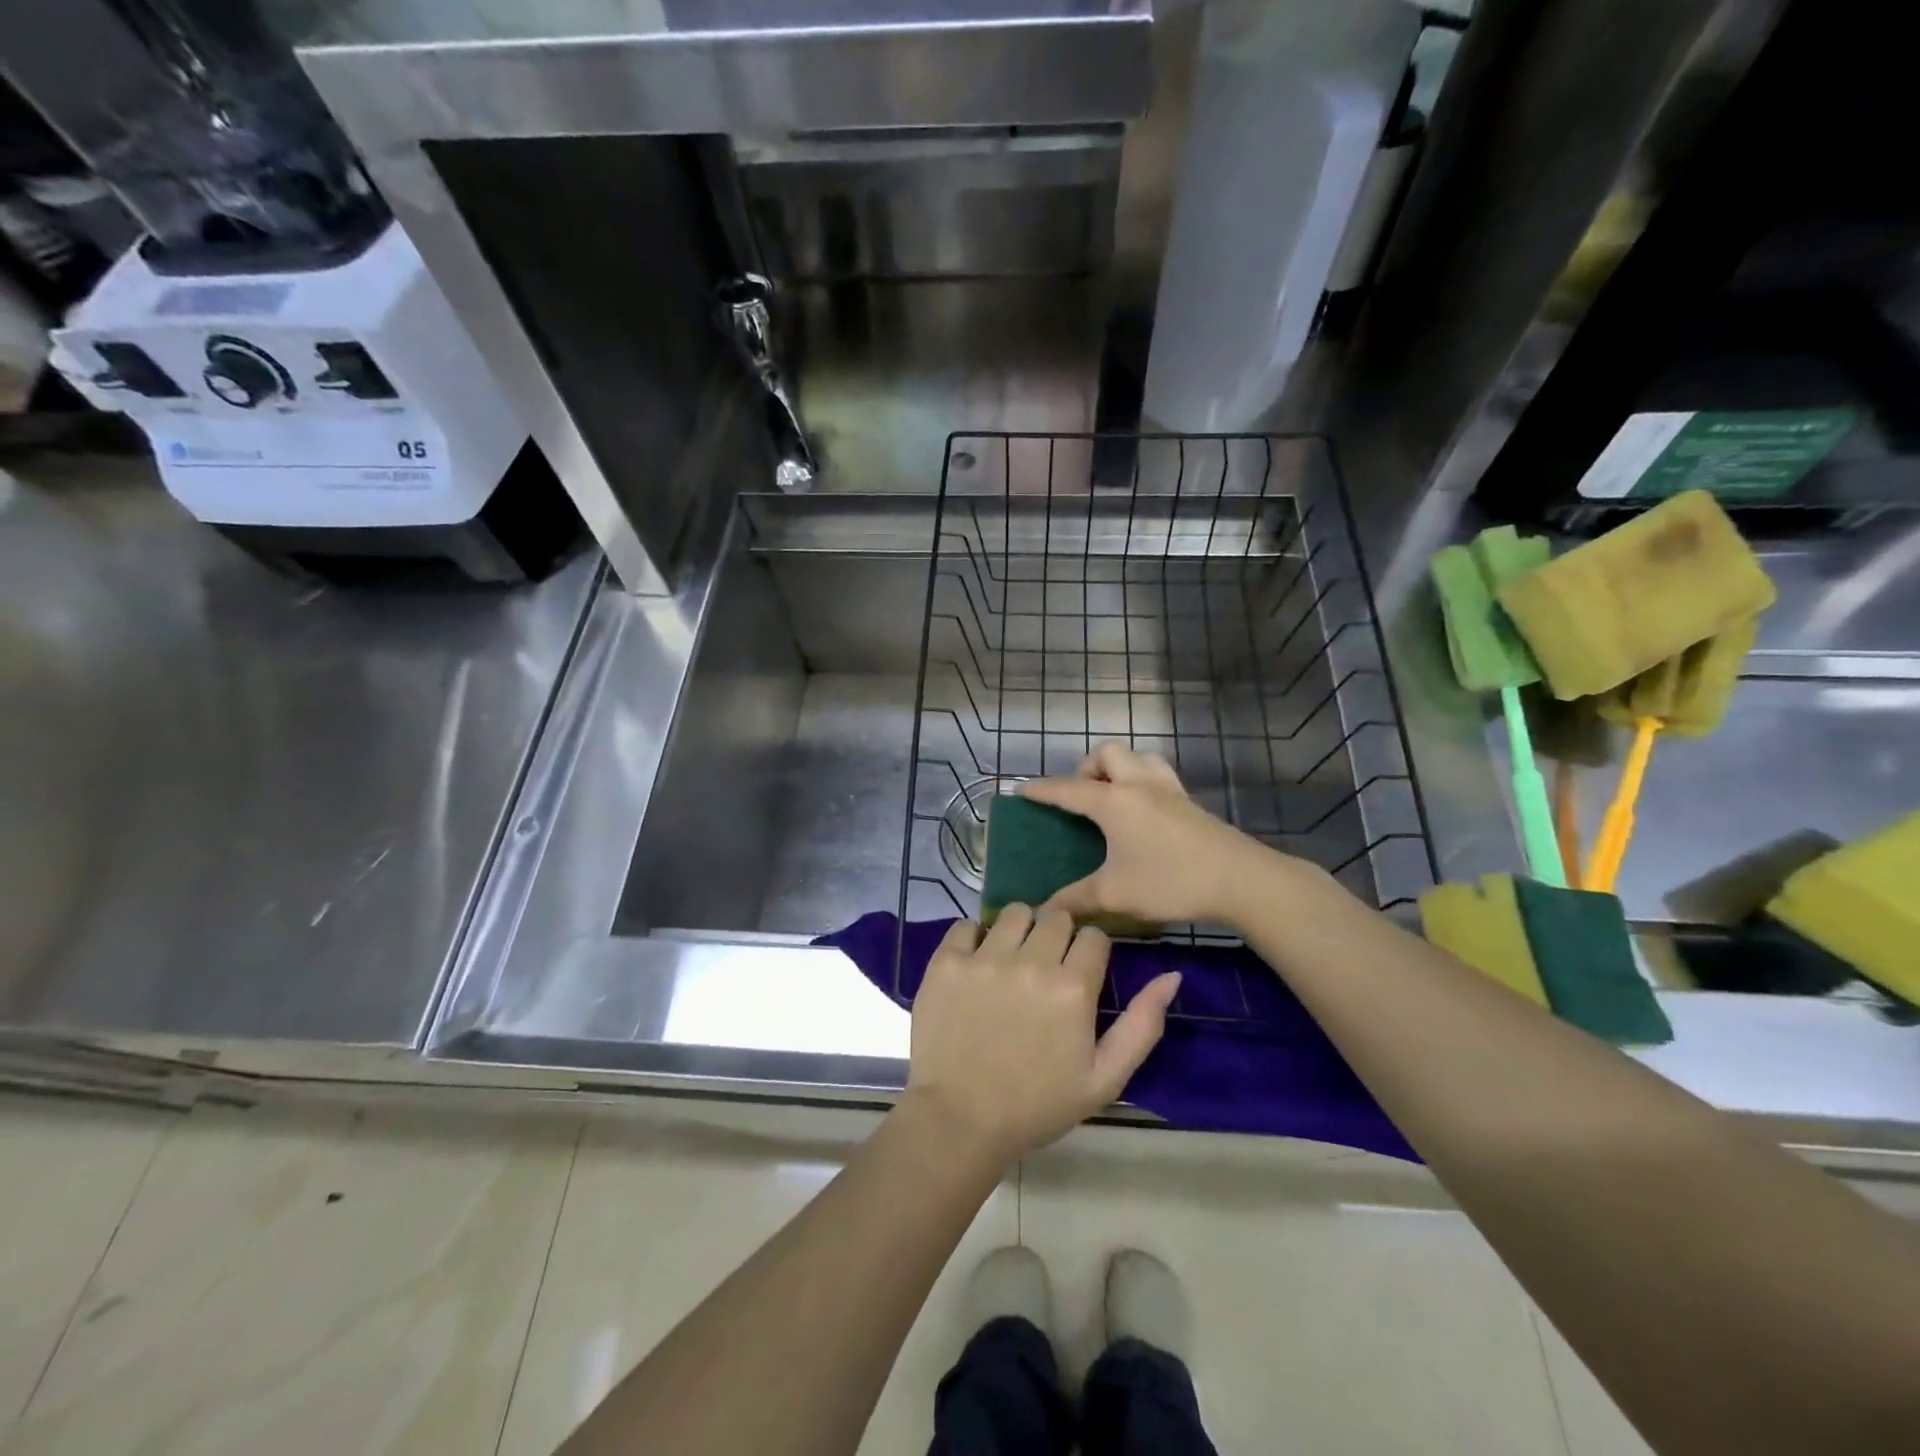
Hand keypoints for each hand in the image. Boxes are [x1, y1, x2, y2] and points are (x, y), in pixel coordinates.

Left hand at [904, 905, 1180, 1168]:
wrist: (959, 1122)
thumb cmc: (1037, 1105)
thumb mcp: (1104, 1078)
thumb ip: (1142, 1024)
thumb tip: (1171, 975)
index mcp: (1073, 987)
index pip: (1094, 936)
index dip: (1091, 952)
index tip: (1080, 972)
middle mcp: (1031, 961)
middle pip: (1055, 916)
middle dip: (1058, 935)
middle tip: (1046, 966)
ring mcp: (985, 958)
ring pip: (1013, 912)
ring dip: (1019, 930)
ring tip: (1011, 960)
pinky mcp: (946, 962)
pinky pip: (966, 925)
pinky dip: (973, 938)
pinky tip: (975, 964)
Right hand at [1020, 743, 1294, 927]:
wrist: (1239, 880)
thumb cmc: (1170, 881)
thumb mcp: (1115, 894)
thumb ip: (1075, 900)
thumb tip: (1045, 911)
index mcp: (1113, 802)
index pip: (1067, 789)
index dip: (1042, 790)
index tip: (1022, 789)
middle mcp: (1138, 785)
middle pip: (1106, 755)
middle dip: (1085, 768)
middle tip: (1080, 798)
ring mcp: (1168, 789)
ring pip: (1137, 757)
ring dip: (1117, 768)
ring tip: (1110, 797)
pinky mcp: (1189, 801)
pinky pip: (1157, 773)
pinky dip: (1141, 780)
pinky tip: (1143, 812)